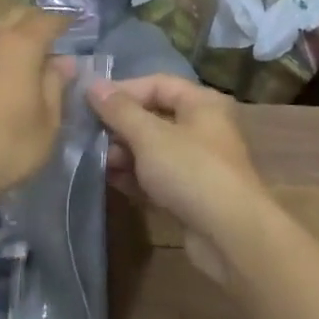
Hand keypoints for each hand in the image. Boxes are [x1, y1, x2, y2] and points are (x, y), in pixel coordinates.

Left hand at [0, 8, 72, 203]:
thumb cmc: (4, 147)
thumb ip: (55, 88)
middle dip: (30, 20)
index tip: (71, 25)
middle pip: (11, 14)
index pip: (47, 21)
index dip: (62, 21)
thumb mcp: (47, 125)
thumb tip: (64, 62)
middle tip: (40, 37)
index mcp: (21, 46)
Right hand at [86, 75, 268, 284]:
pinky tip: (109, 180)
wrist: (230, 235)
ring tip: (96, 161)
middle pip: (153, 116)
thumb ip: (119, 110)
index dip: (122, 90)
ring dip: (123, 153)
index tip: (89, 103)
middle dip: (120, 126)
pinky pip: (156, 176)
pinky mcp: (190, 193)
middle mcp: (203, 128)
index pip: (157, 84)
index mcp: (202, 103)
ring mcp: (197, 163)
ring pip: (153, 149)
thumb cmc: (191, 171)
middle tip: (88, 136)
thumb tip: (92, 84)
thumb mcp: (150, 135)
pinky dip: (134, 176)